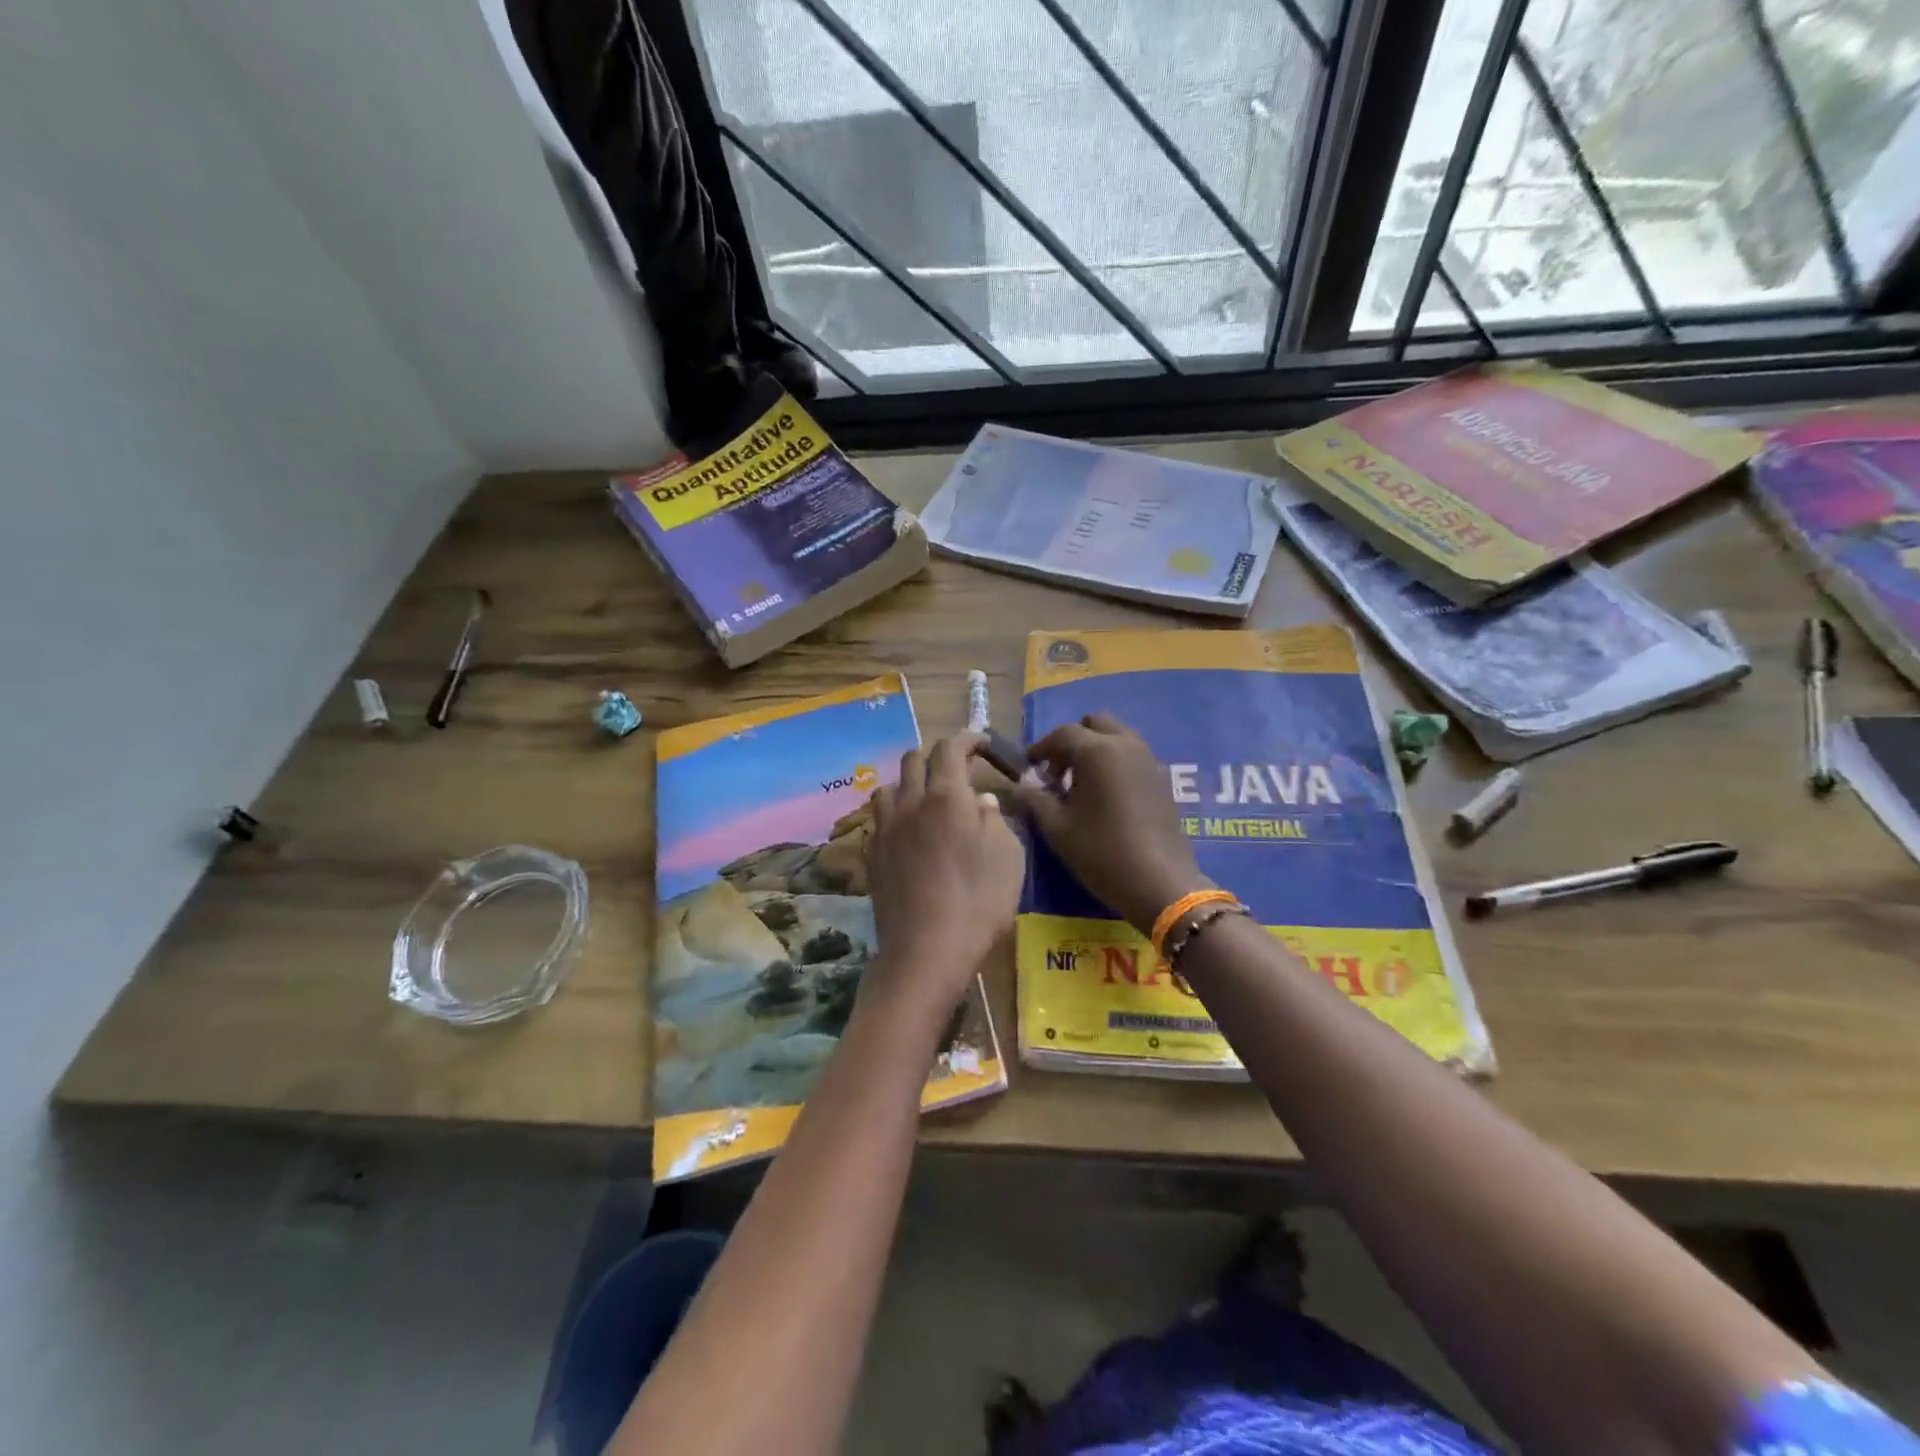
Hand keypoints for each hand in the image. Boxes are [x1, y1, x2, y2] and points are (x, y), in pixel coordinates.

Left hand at [863, 733, 1024, 1027]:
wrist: (925, 952)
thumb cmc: (978, 903)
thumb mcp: (1008, 857)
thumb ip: (996, 820)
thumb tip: (982, 801)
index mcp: (946, 796)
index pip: (950, 748)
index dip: (968, 739)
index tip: (982, 743)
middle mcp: (910, 803)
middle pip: (913, 759)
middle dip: (937, 757)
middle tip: (958, 773)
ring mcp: (885, 829)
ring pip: (889, 786)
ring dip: (909, 783)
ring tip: (927, 801)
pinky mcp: (872, 856)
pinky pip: (880, 819)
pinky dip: (895, 814)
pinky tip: (909, 834)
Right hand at [1010, 712, 1207, 934]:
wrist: (1159, 882)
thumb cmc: (1101, 852)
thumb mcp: (1058, 828)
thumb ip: (1035, 800)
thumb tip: (1018, 786)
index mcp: (1097, 751)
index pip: (1062, 733)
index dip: (1041, 747)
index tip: (1029, 766)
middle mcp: (1125, 745)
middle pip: (1095, 723)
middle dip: (1073, 740)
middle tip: (1058, 771)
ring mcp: (1149, 759)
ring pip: (1117, 735)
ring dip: (1096, 748)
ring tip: (1081, 784)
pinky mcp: (1162, 778)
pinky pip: (1133, 754)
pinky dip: (1115, 761)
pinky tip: (1106, 795)